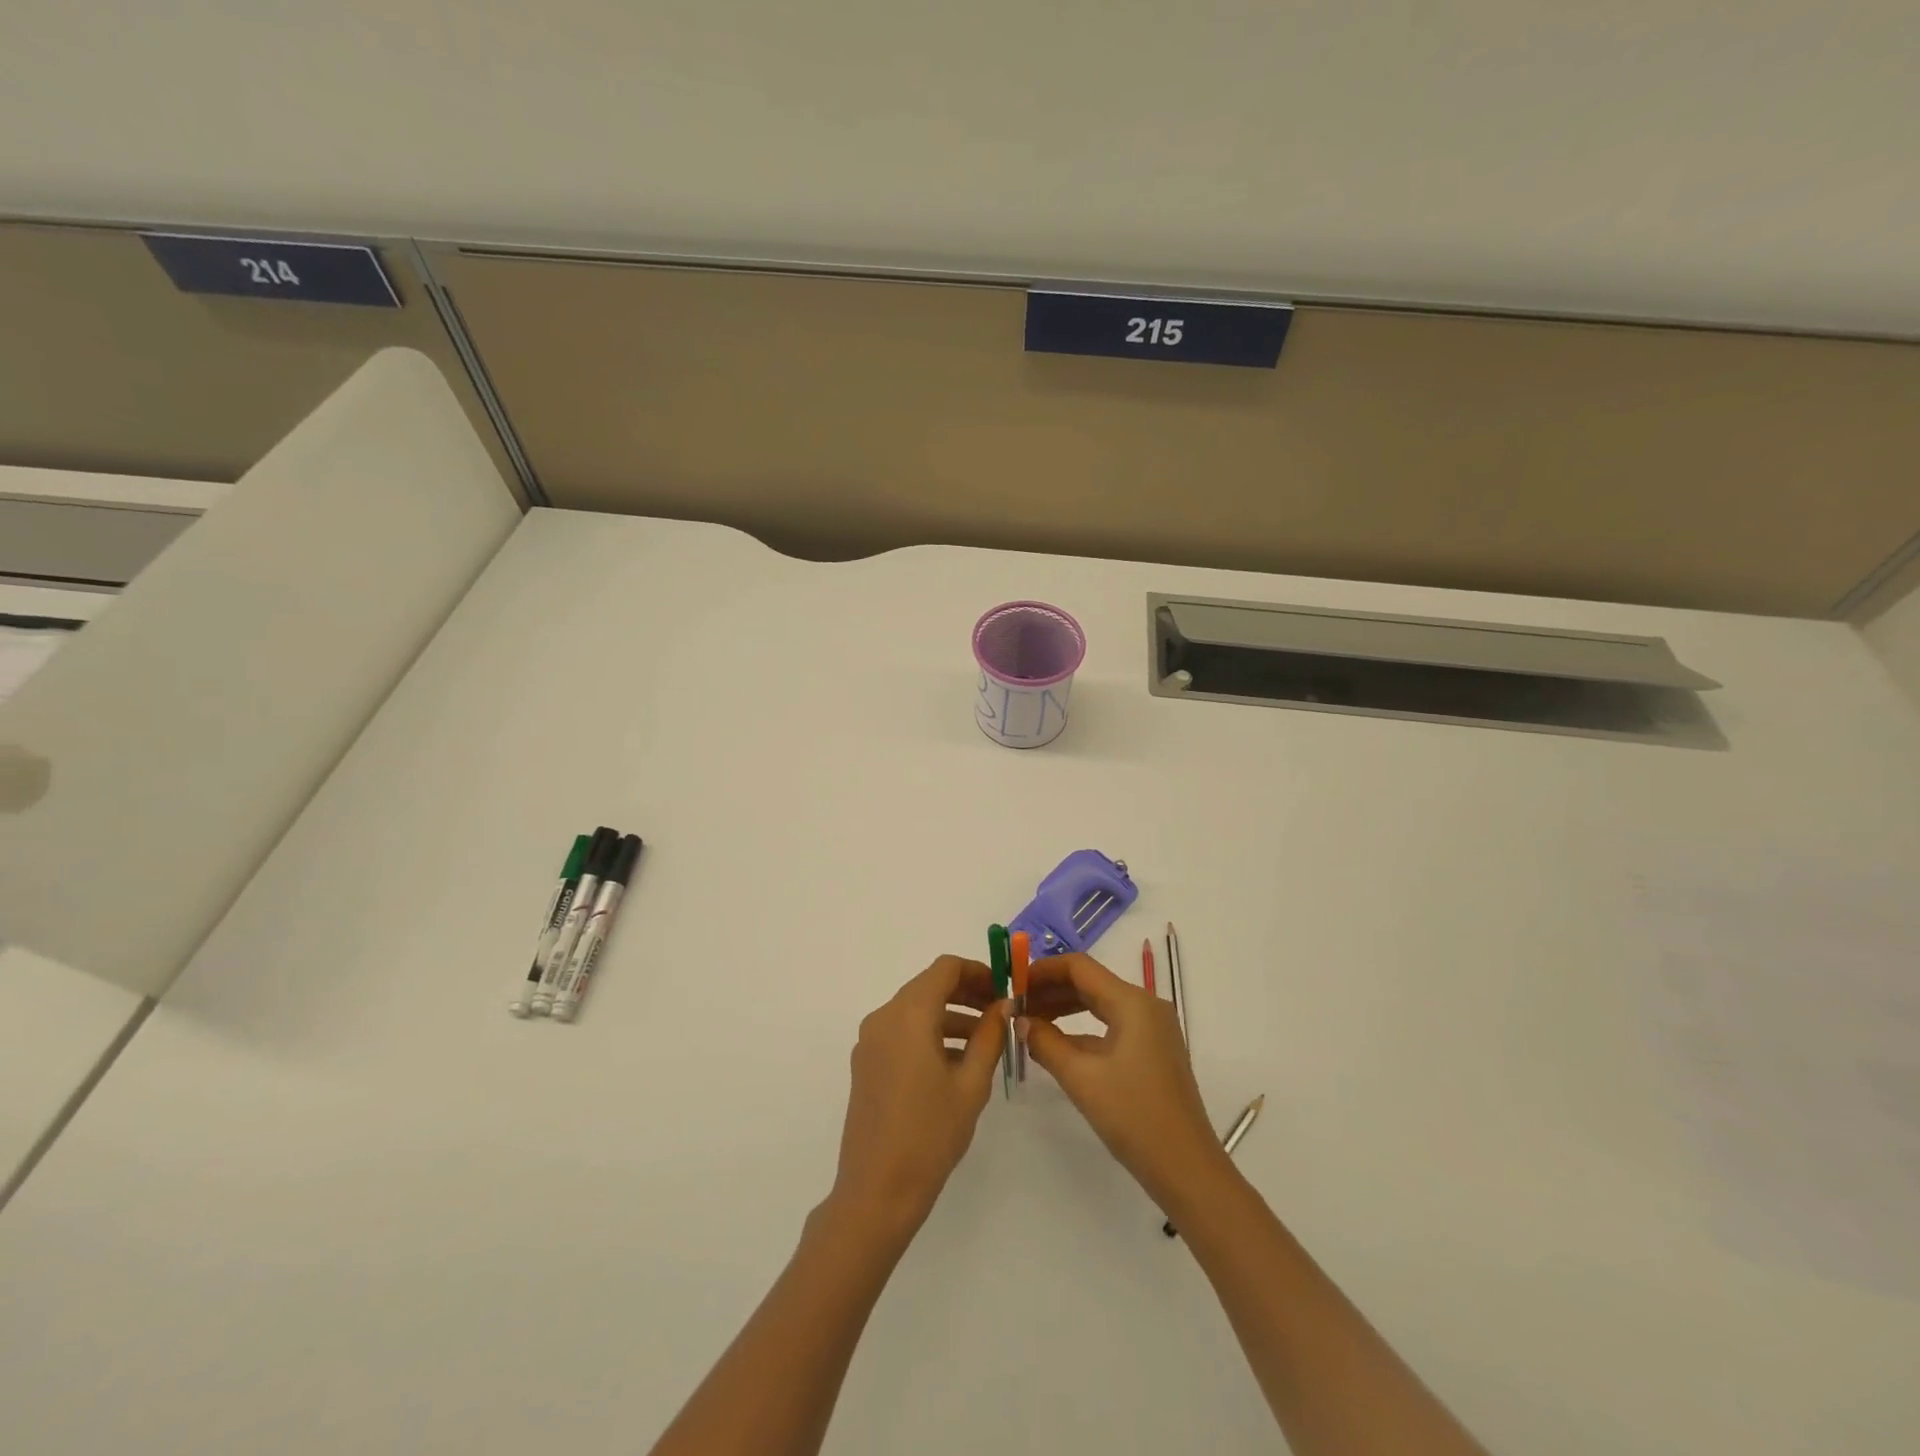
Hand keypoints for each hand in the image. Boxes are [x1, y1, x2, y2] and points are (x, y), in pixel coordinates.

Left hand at [827, 956, 1006, 1242]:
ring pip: (916, 1009)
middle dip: (966, 992)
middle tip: (1000, 1012)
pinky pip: (902, 1032)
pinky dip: (929, 1033)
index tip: (1003, 990)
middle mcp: (883, 1017)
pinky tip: (956, 1062)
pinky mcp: (866, 1063)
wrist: (877, 1191)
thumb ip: (989, 1036)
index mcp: (908, 1014)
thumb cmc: (930, 1135)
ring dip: (950, 1015)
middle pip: (929, 985)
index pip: (945, 968)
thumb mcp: (971, 1084)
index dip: (978, 971)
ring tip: (985, 1040)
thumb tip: (1003, 1005)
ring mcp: (870, 1041)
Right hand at [1023, 953, 1228, 1213]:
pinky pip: (1111, 1025)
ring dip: (1064, 1008)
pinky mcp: (1152, 1051)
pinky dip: (1082, 1029)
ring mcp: (1152, 1029)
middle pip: (1090, 982)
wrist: (1187, 1169)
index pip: (1079, 967)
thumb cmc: (1133, 1116)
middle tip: (1016, 1005)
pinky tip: (1056, 1044)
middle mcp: (1145, 1006)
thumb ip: (1045, 1042)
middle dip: (1051, 989)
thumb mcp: (1081, 1078)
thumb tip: (1021, 1021)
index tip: (1013, 983)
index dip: (1043, 970)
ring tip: (1029, 1022)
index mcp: (1132, 1002)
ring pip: (1100, 1004)